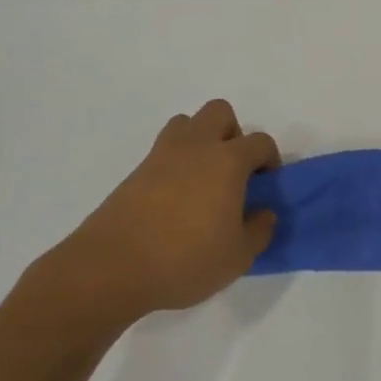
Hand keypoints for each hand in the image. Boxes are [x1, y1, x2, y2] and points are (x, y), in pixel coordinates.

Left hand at [25, 99, 278, 329]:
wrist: (111, 268)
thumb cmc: (185, 260)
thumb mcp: (238, 257)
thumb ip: (259, 231)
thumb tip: (265, 213)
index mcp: (227, 161)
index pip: (260, 142)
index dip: (269, 159)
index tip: (266, 185)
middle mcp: (196, 147)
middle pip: (220, 112)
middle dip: (233, 134)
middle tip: (234, 171)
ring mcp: (162, 156)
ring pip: (187, 123)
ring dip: (201, 140)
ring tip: (203, 179)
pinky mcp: (136, 171)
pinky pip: (164, 150)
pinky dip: (176, 162)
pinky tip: (176, 198)